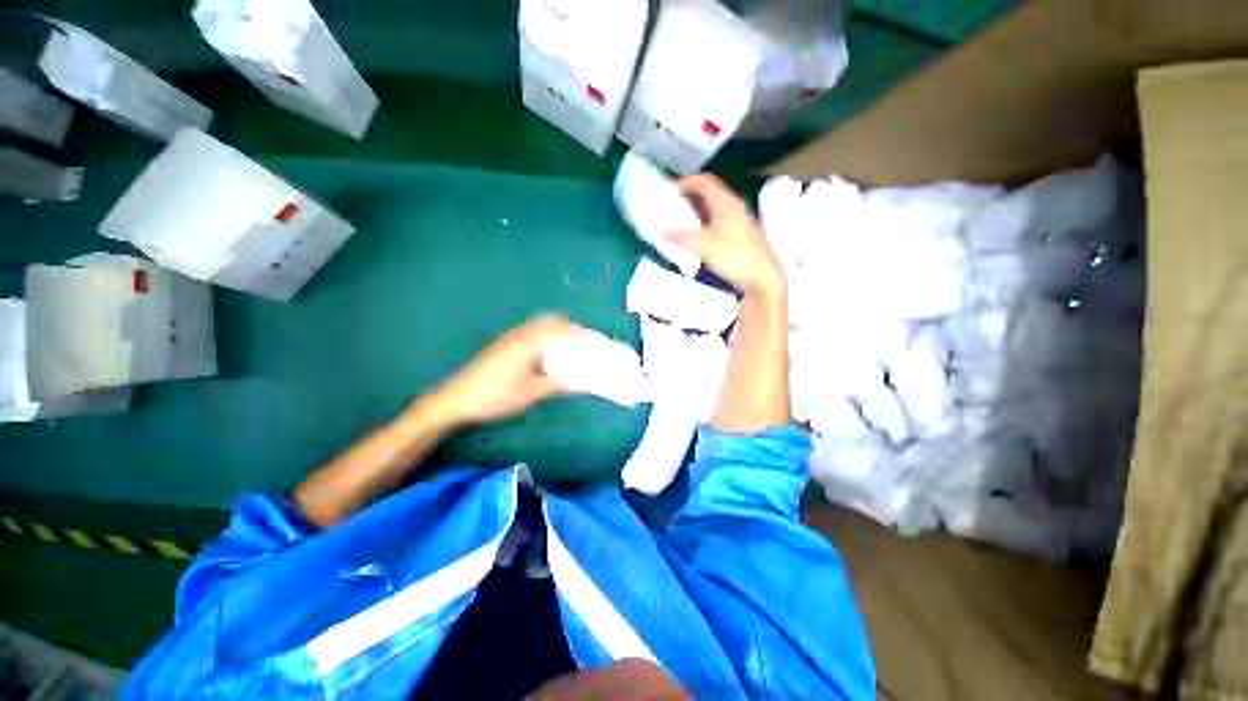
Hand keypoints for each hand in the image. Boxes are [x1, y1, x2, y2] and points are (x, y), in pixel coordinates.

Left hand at [434, 314, 590, 425]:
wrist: (456, 399)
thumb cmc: (495, 397)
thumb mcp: (531, 394)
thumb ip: (558, 385)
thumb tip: (582, 383)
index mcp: (529, 343)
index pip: (563, 333)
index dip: (583, 337)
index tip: (598, 342)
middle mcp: (521, 333)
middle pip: (553, 321)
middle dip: (572, 329)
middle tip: (585, 343)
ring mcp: (510, 336)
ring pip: (541, 323)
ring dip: (558, 329)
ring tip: (570, 346)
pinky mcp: (504, 342)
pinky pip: (531, 330)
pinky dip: (546, 334)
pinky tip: (547, 351)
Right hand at [666, 174, 783, 296]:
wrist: (761, 277)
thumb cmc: (734, 256)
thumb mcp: (703, 246)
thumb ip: (679, 237)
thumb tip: (658, 230)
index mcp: (725, 203)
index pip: (704, 181)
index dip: (687, 182)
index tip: (671, 191)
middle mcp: (734, 206)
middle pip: (711, 192)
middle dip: (691, 195)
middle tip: (674, 204)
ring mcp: (739, 220)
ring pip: (715, 206)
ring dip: (698, 209)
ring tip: (683, 219)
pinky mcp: (741, 234)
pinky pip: (719, 219)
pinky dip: (706, 221)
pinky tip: (699, 235)